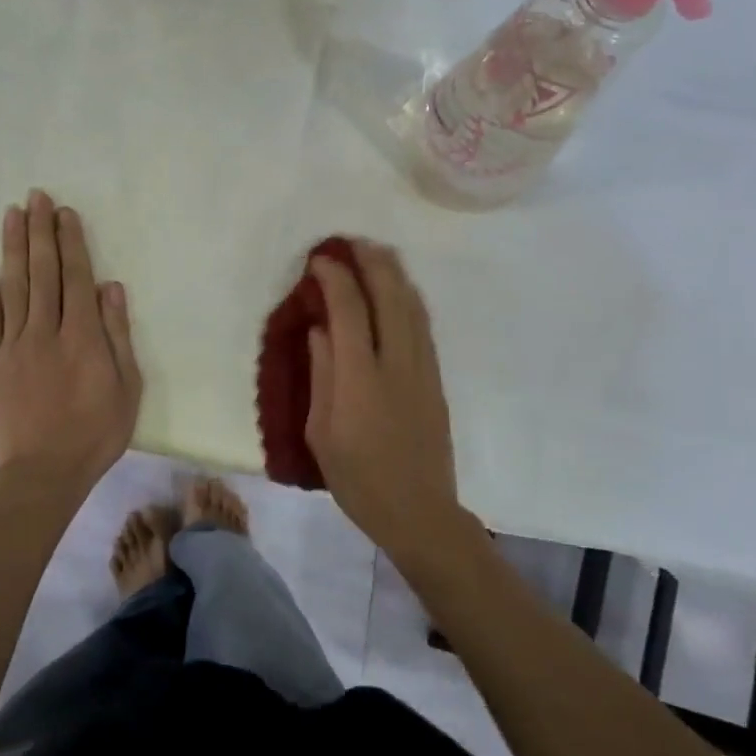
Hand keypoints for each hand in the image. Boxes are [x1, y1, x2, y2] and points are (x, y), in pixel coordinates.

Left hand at [0, 191, 141, 496]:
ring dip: (13, 248)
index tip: (65, 213)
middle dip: (41, 232)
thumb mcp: (127, 388)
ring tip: (12, 214)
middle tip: (37, 197)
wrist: (42, 474)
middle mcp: (45, 331)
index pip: (76, 277)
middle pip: (43, 273)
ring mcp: (14, 346)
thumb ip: (117, 334)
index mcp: (82, 336)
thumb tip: (110, 286)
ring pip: (13, 287)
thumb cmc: (95, 433)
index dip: (71, 242)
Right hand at [306, 241, 464, 556]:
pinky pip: (423, 326)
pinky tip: (400, 290)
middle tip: (352, 243)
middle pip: (390, 297)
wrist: (419, 511)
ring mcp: (422, 370)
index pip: (349, 311)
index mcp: (360, 378)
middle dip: (371, 263)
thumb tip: (321, 330)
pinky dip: (409, 298)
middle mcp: (396, 364)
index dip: (335, 279)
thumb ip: (322, 374)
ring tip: (377, 254)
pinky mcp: (436, 379)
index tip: (320, 260)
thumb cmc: (358, 478)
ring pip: (412, 307)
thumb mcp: (321, 431)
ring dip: (394, 274)